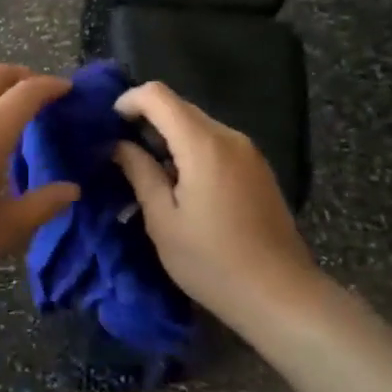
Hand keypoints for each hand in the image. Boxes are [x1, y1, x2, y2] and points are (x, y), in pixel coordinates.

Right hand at [113, 82, 315, 326]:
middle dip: (147, 120)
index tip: (109, 126)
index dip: (129, 101)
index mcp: (203, 144)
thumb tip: (119, 145)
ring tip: (149, 172)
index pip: (158, 95)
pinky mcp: (258, 168)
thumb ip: (140, 173)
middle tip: (122, 152)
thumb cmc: (213, 262)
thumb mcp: (163, 221)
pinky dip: (191, 150)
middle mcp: (228, 136)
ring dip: (169, 137)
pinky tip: (182, 185)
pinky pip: (216, 143)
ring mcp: (248, 151)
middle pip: (179, 107)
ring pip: (198, 125)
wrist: (282, 296)